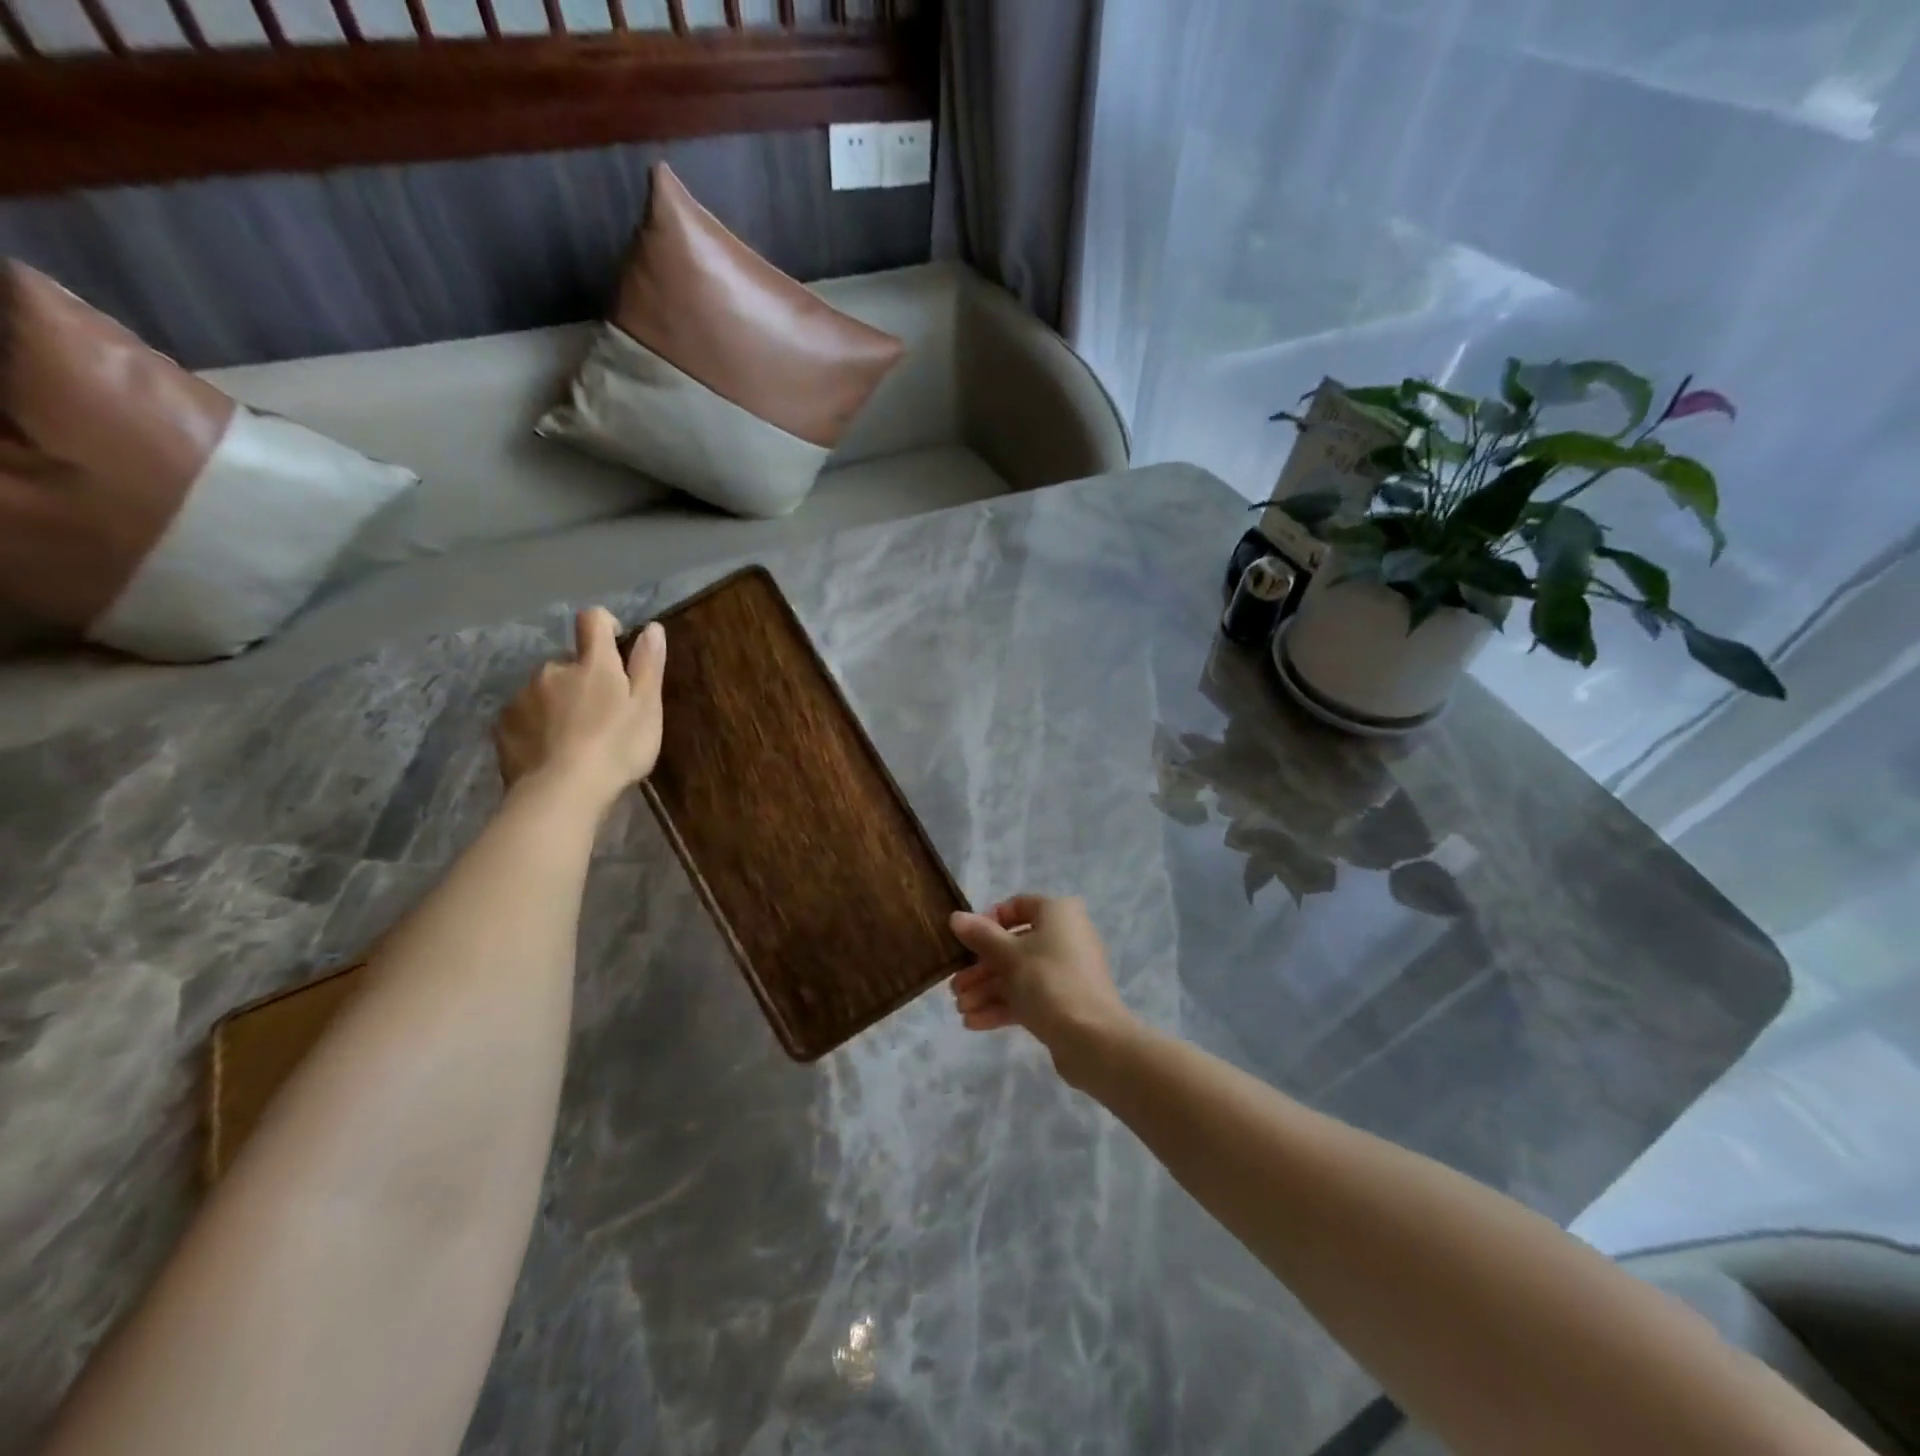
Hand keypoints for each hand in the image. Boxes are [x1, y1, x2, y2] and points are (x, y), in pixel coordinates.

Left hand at [494, 608, 665, 810]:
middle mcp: (552, 670)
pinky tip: (551, 752)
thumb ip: (648, 665)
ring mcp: (522, 696)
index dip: (604, 625)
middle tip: (601, 714)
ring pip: (545, 690)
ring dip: (559, 703)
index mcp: (592, 664)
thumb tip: (652, 627)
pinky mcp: (503, 725)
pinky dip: (537, 725)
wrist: (562, 793)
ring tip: (575, 738)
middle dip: (582, 679)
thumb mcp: (647, 708)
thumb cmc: (617, 748)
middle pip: (569, 663)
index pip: (592, 621)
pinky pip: (524, 715)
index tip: (616, 644)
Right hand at [947, 895, 1139, 1086]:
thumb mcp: (1009, 956)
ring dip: (987, 990)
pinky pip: (1028, 996)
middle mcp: (1064, 937)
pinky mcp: (1063, 1001)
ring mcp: (1065, 971)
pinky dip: (1002, 1006)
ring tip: (960, 1009)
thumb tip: (956, 917)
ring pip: (1018, 974)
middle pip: (1013, 945)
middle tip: (955, 987)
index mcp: (1057, 914)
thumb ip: (980, 936)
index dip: (988, 921)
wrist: (1093, 1040)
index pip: (1017, 906)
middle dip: (981, 968)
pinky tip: (974, 1023)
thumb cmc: (1049, 982)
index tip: (966, 941)